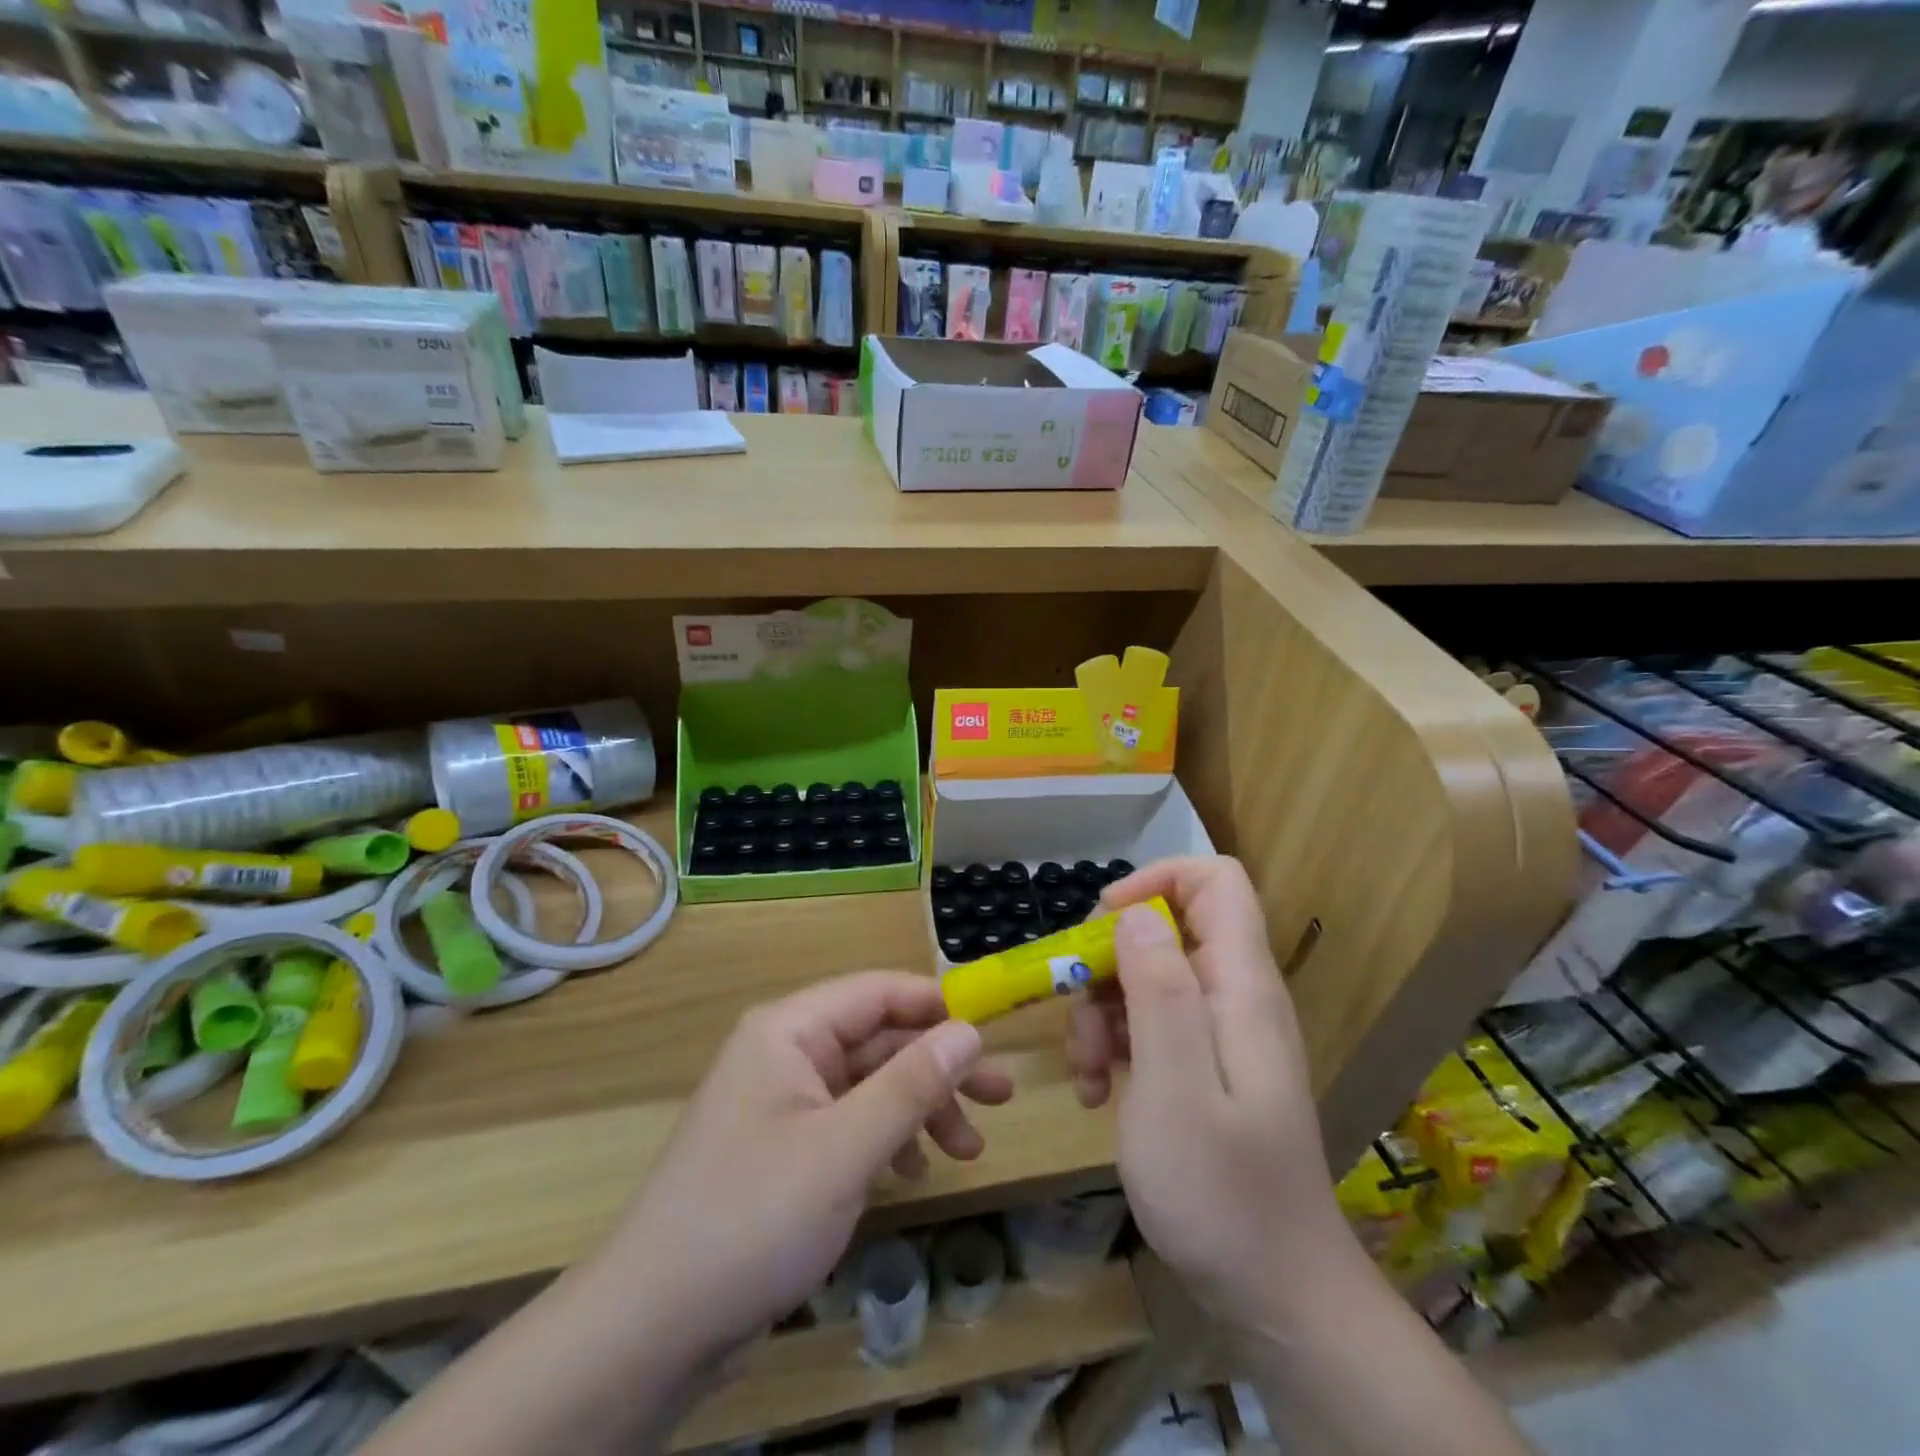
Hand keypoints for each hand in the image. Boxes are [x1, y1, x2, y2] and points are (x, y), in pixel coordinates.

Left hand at [597, 972, 1012, 1364]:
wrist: (652, 1329)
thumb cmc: (753, 1218)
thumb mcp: (845, 1148)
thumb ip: (911, 1084)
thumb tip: (969, 1030)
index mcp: (789, 1030)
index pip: (877, 992)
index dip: (937, 1005)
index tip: (993, 1032)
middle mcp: (785, 1053)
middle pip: (878, 1040)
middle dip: (938, 1068)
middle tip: (1001, 1096)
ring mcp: (782, 1102)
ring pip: (869, 1084)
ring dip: (919, 1108)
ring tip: (967, 1150)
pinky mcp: (782, 1148)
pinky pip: (848, 1122)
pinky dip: (886, 1139)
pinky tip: (910, 1172)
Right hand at [1065, 856, 1345, 1331]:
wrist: (1276, 1293)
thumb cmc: (1222, 1192)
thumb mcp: (1175, 1087)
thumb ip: (1159, 991)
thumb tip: (1135, 913)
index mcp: (1240, 984)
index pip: (1214, 881)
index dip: (1156, 881)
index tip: (1103, 923)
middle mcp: (1233, 995)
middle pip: (1166, 928)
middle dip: (1109, 961)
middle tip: (1078, 1015)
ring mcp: (1218, 1033)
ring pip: (1147, 977)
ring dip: (1102, 1012)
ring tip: (1086, 1073)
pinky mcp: (1202, 1066)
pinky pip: (1150, 1024)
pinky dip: (1116, 1045)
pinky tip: (1099, 1094)